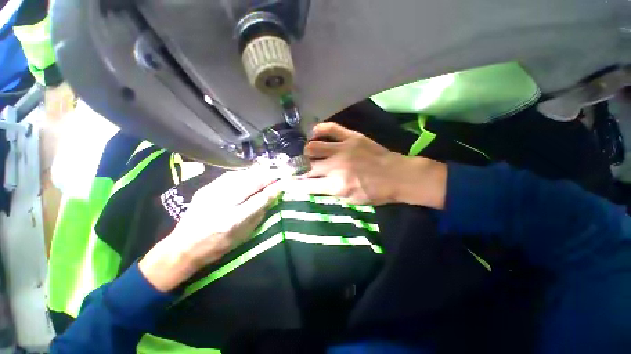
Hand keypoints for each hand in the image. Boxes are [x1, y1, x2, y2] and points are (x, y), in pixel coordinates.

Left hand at [139, 166, 283, 291]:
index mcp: (233, 220)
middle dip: (266, 177)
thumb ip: (258, 216)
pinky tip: (248, 174)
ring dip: (255, 173)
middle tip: (276, 175)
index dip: (272, 190)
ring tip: (265, 172)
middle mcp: (222, 204)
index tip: (281, 184)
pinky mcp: (205, 189)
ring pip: (239, 177)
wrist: (183, 247)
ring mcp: (211, 194)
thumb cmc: (217, 247)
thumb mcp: (242, 237)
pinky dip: (242, 174)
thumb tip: (270, 199)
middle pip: (250, 184)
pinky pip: (228, 177)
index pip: (259, 200)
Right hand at [289, 122, 447, 207]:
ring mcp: (342, 149)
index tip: (289, 183)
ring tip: (308, 153)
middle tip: (297, 168)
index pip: (306, 185)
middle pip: (307, 166)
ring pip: (313, 146)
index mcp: (336, 185)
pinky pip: (330, 128)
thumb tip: (314, 186)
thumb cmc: (375, 192)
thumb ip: (330, 193)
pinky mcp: (351, 137)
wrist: (397, 175)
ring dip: (307, 152)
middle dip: (298, 169)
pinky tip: (315, 133)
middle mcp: (335, 166)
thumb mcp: (351, 200)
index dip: (295, 185)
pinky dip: (319, 130)